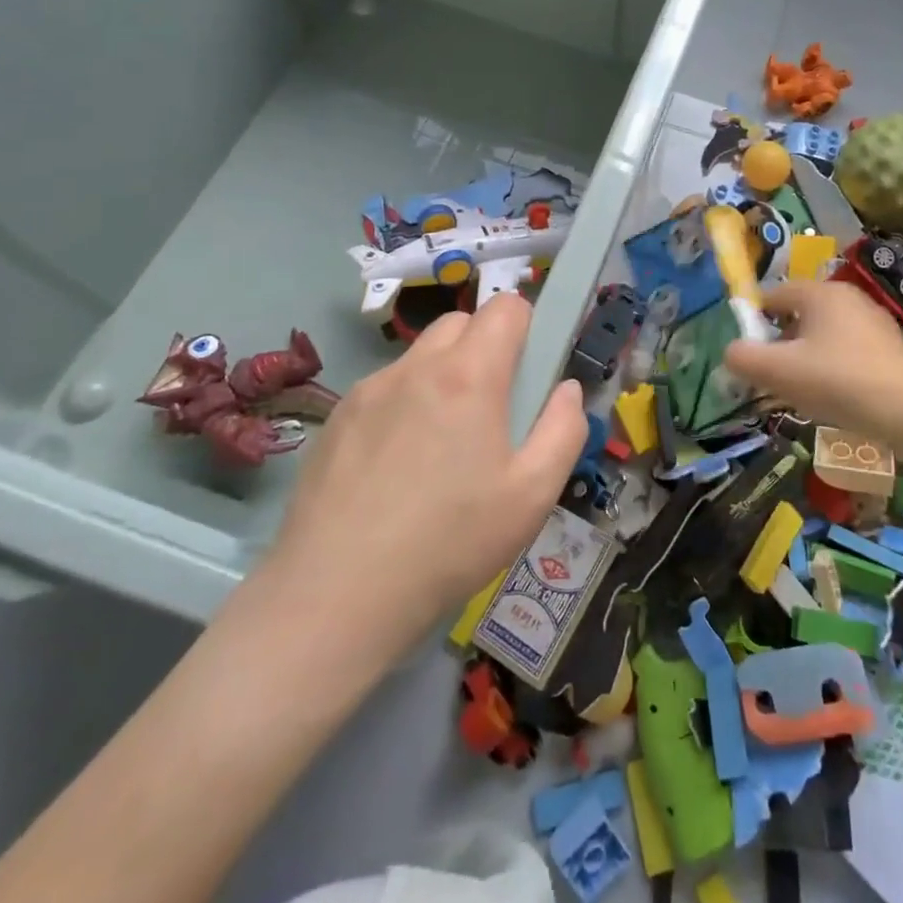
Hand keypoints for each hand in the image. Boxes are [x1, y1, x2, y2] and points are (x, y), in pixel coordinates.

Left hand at [266, 295, 587, 651]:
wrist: (335, 596)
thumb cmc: (449, 542)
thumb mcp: (533, 495)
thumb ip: (564, 430)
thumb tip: (567, 389)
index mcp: (469, 374)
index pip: (506, 306)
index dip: (527, 328)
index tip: (528, 373)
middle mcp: (416, 366)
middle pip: (461, 322)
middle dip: (485, 347)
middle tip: (491, 410)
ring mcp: (369, 389)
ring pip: (420, 355)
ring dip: (442, 376)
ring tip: (441, 447)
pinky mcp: (336, 417)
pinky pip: (385, 388)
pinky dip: (403, 404)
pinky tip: (396, 468)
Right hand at [723, 280, 902, 445]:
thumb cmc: (838, 382)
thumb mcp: (779, 371)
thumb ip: (744, 358)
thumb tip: (731, 352)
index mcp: (821, 293)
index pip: (773, 295)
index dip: (754, 322)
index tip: (748, 353)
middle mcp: (849, 298)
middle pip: (799, 315)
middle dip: (781, 344)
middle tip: (772, 376)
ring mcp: (875, 322)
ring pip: (824, 335)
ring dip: (807, 359)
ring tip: (802, 392)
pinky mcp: (892, 349)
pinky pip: (849, 352)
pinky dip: (834, 369)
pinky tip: (836, 398)